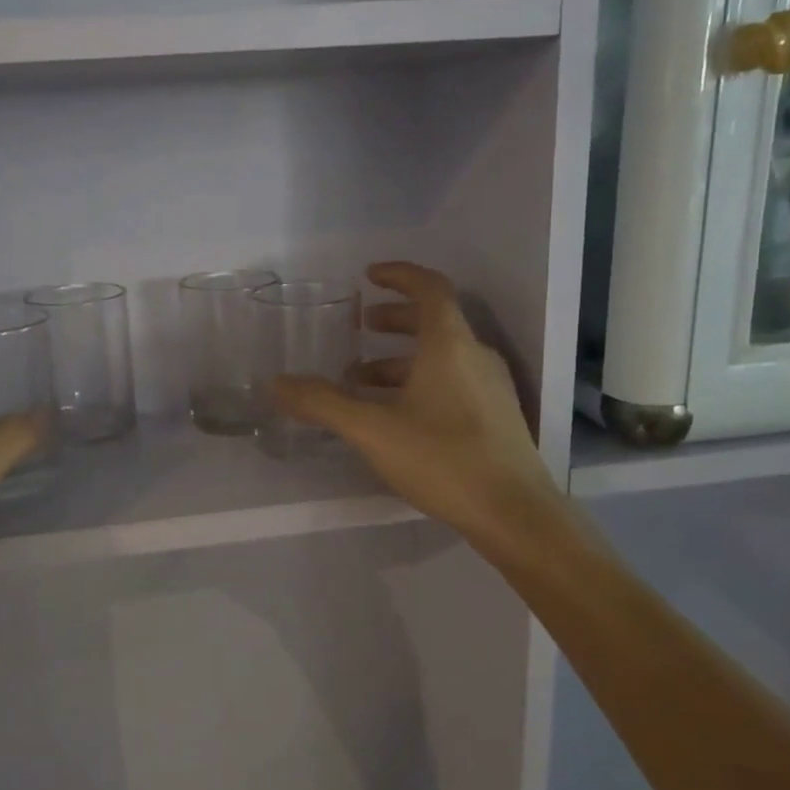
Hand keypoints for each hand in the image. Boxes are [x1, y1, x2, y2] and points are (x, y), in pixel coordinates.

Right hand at [273, 262, 559, 552]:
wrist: (514, 514)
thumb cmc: (442, 458)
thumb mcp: (372, 429)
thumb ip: (322, 403)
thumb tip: (275, 383)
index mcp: (450, 344)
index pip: (429, 287)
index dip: (399, 275)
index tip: (369, 275)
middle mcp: (475, 356)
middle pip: (434, 321)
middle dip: (394, 319)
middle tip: (362, 327)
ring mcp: (490, 388)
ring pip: (442, 356)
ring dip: (401, 359)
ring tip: (362, 381)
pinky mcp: (495, 417)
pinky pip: (452, 381)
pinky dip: (419, 383)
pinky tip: (394, 416)